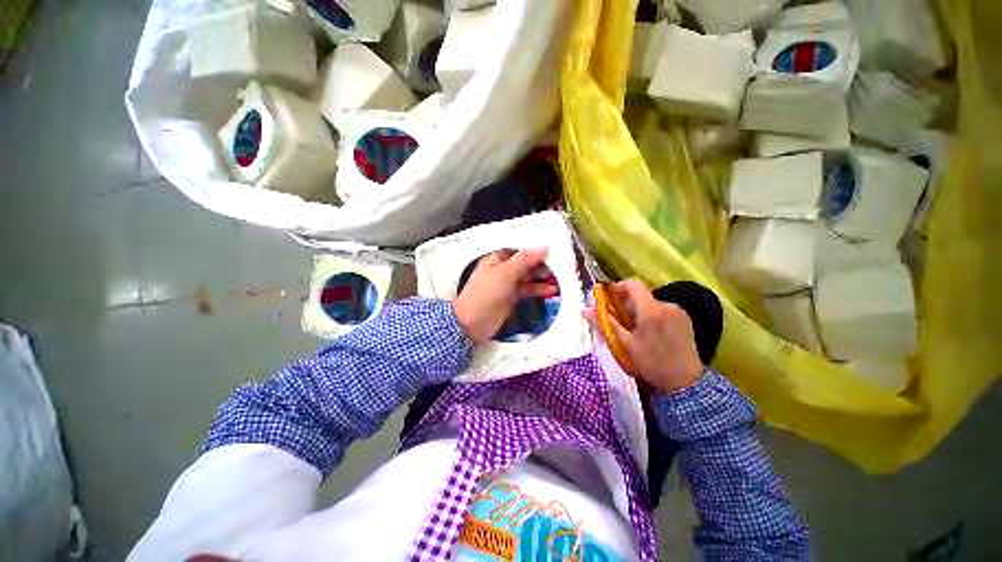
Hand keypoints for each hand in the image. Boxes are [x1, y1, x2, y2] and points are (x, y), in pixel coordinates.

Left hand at [453, 248, 554, 344]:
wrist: (472, 323)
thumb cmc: (485, 294)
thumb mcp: (505, 273)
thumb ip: (524, 260)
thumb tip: (544, 247)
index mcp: (497, 258)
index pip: (519, 249)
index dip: (534, 248)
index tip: (552, 248)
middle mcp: (503, 269)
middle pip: (525, 262)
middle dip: (541, 263)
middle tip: (560, 264)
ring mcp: (508, 284)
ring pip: (528, 276)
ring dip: (542, 277)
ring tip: (559, 277)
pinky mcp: (513, 297)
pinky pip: (528, 289)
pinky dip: (539, 289)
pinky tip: (551, 290)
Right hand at [585, 280, 703, 393]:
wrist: (685, 383)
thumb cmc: (651, 364)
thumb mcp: (624, 345)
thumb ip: (605, 324)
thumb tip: (585, 310)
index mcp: (651, 311)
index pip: (632, 285)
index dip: (617, 288)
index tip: (608, 301)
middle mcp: (667, 305)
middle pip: (640, 295)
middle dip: (625, 305)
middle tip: (618, 322)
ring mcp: (678, 312)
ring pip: (650, 303)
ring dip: (638, 312)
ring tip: (633, 331)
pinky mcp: (684, 319)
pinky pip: (661, 310)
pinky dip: (650, 316)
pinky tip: (649, 334)